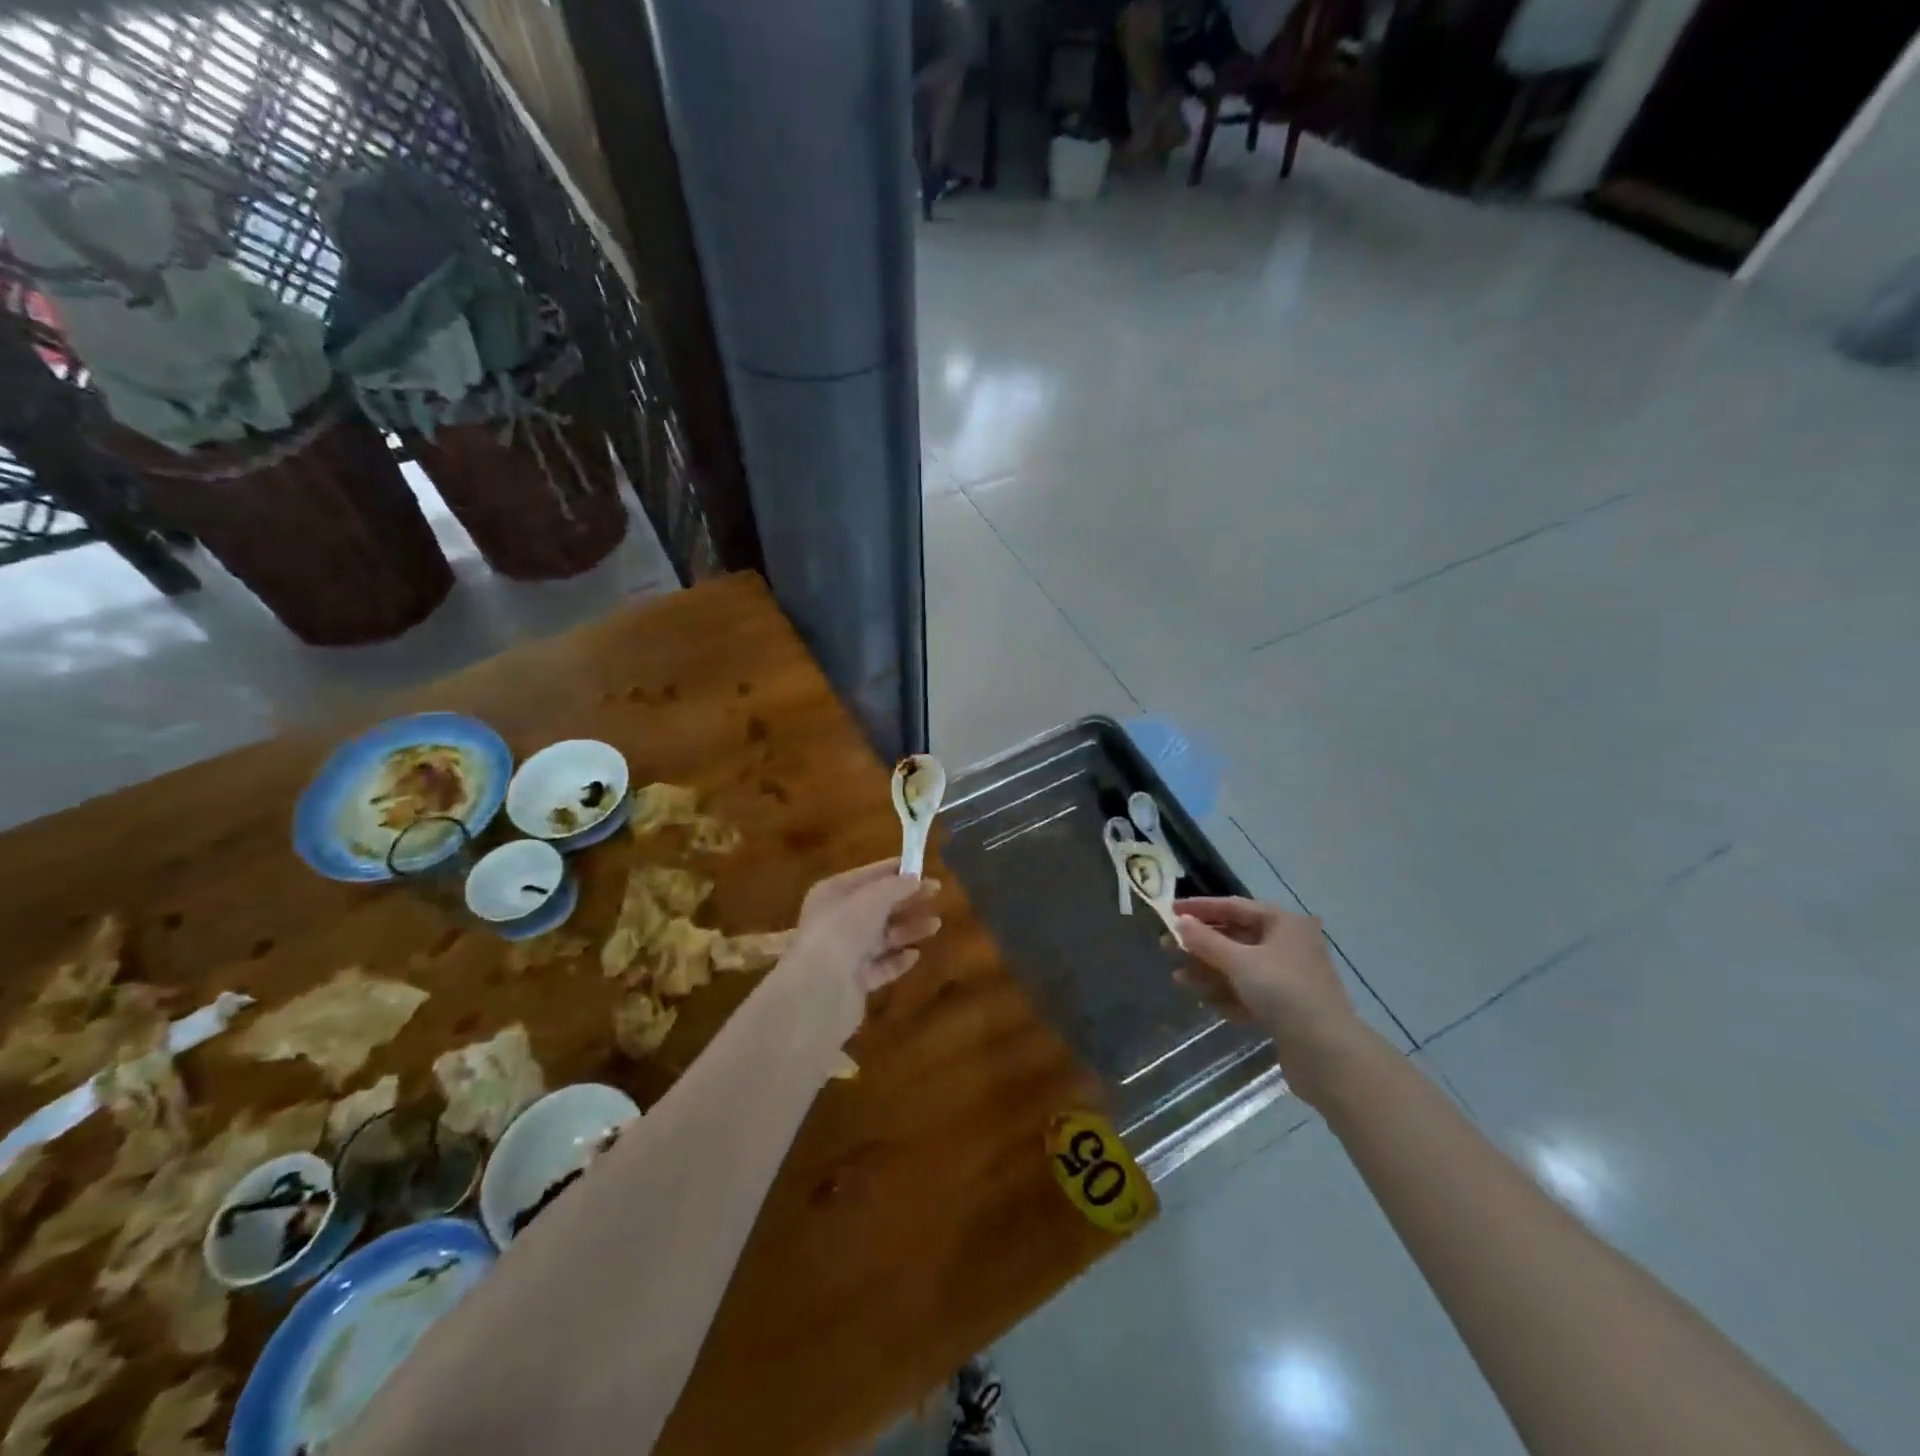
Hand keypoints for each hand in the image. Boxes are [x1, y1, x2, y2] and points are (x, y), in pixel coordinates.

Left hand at [787, 860, 942, 1020]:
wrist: (820, 987)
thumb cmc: (844, 929)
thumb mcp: (873, 897)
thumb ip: (897, 885)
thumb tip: (914, 878)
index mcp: (832, 894)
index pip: (867, 876)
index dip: (894, 870)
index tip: (921, 866)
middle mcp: (836, 921)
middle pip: (877, 906)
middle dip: (906, 899)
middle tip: (937, 892)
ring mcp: (844, 953)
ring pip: (882, 937)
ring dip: (908, 929)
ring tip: (936, 925)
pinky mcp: (854, 982)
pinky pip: (881, 966)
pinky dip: (898, 960)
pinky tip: (915, 955)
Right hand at [1173, 897, 1372, 1107]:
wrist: (1327, 1052)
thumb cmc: (1283, 992)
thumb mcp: (1239, 962)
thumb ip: (1206, 941)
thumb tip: (1180, 922)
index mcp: (1284, 923)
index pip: (1234, 906)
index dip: (1200, 908)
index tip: (1170, 910)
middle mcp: (1289, 945)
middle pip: (1236, 938)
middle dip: (1201, 945)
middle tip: (1167, 948)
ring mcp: (1290, 978)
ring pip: (1241, 968)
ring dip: (1209, 972)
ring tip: (1179, 979)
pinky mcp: (1288, 1007)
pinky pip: (1250, 992)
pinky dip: (1228, 994)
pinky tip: (1205, 1002)